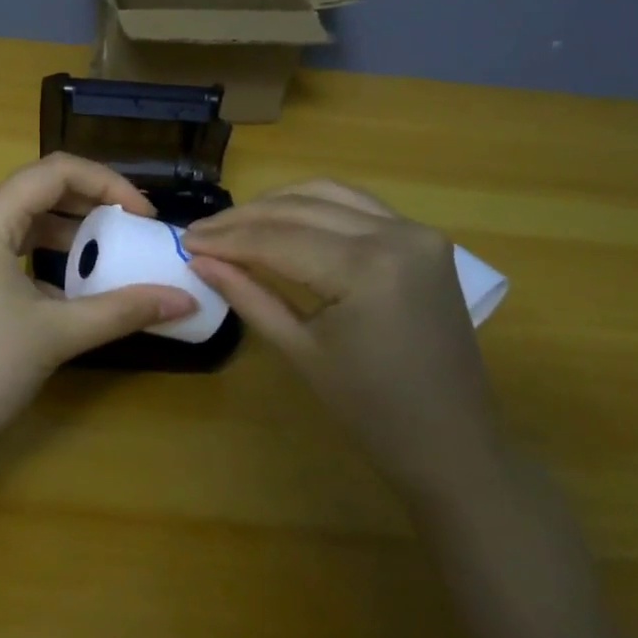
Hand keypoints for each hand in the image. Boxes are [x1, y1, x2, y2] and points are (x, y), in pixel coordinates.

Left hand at [0, 154, 197, 460]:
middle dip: (92, 205)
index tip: (144, 215)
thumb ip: (124, 309)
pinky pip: (9, 244)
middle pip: (40, 190)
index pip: (56, 172)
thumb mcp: (58, 334)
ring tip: (111, 253)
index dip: (108, 184)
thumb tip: (186, 300)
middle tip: (134, 230)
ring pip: (25, 218)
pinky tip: (74, 283)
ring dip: (70, 231)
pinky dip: (45, 254)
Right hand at [182, 181, 500, 487]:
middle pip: (302, 208)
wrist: (453, 442)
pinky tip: (285, 221)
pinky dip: (316, 208)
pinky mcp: (425, 239)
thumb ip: (248, 296)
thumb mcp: (300, 350)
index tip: (185, 241)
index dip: (227, 239)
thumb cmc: (371, 410)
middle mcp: (397, 233)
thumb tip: (200, 260)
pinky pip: (358, 207)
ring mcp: (417, 232)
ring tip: (235, 225)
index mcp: (367, 268)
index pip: (278, 239)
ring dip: (278, 204)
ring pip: (330, 195)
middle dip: (246, 218)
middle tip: (201, 233)